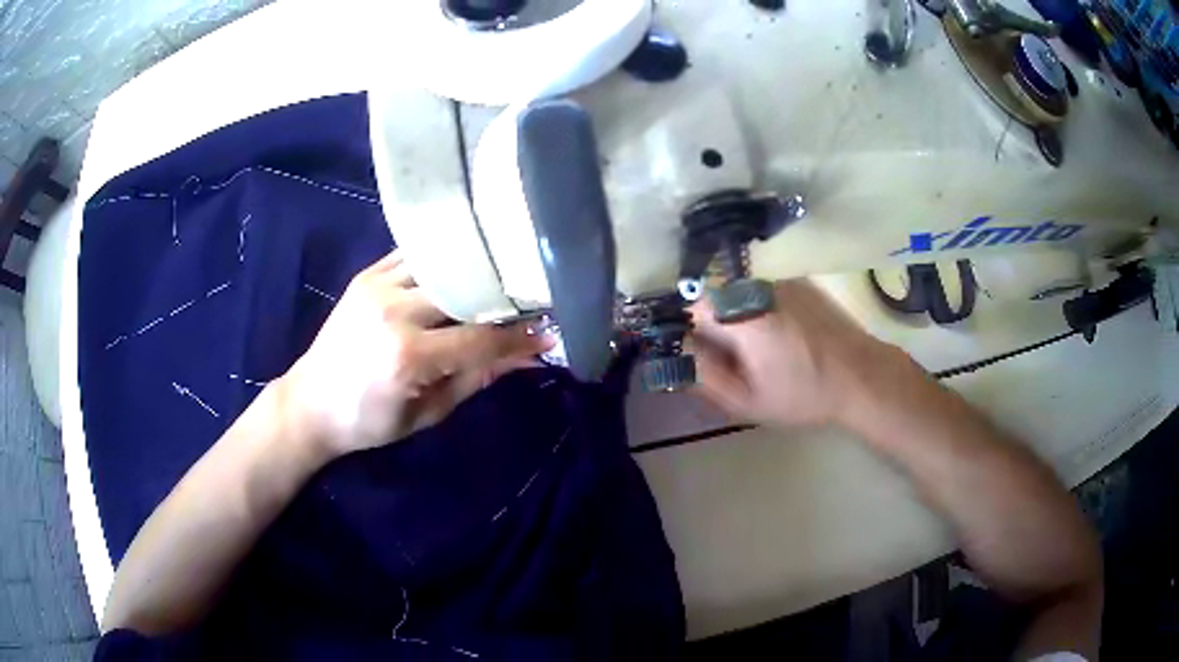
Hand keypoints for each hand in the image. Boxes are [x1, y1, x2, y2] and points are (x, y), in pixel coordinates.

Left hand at [278, 251, 551, 457]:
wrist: (311, 403)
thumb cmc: (370, 421)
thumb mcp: (428, 412)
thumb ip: (478, 378)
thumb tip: (527, 358)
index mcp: (408, 357)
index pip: (480, 339)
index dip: (520, 337)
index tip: (550, 331)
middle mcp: (394, 312)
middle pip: (466, 292)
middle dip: (504, 296)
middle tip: (532, 299)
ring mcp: (378, 286)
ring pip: (443, 265)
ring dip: (475, 272)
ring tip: (501, 278)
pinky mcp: (367, 275)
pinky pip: (415, 256)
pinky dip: (443, 260)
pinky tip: (463, 265)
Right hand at [689, 279, 902, 429]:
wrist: (860, 375)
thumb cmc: (803, 394)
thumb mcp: (747, 401)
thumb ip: (704, 376)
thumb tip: (676, 356)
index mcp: (740, 315)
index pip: (688, 309)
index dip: (688, 334)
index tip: (702, 358)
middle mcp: (755, 287)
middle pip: (712, 297)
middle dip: (711, 326)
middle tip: (732, 360)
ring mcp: (778, 280)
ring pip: (735, 293)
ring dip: (734, 316)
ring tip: (759, 351)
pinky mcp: (796, 281)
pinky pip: (759, 291)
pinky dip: (757, 309)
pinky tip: (779, 337)